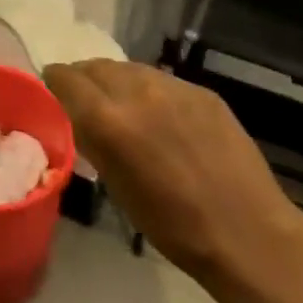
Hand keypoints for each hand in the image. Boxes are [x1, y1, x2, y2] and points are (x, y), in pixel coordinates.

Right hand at [44, 61, 302, 302]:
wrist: (249, 236)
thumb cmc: (172, 227)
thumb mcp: (115, 185)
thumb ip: (92, 139)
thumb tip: (76, 116)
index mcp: (108, 119)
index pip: (66, 77)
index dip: (54, 83)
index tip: (53, 95)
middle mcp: (138, 91)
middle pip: (96, 66)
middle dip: (86, 81)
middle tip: (88, 105)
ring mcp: (175, 88)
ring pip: (130, 69)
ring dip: (118, 84)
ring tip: (126, 111)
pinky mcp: (203, 92)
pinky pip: (163, 82)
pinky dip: (152, 94)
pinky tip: (163, 121)